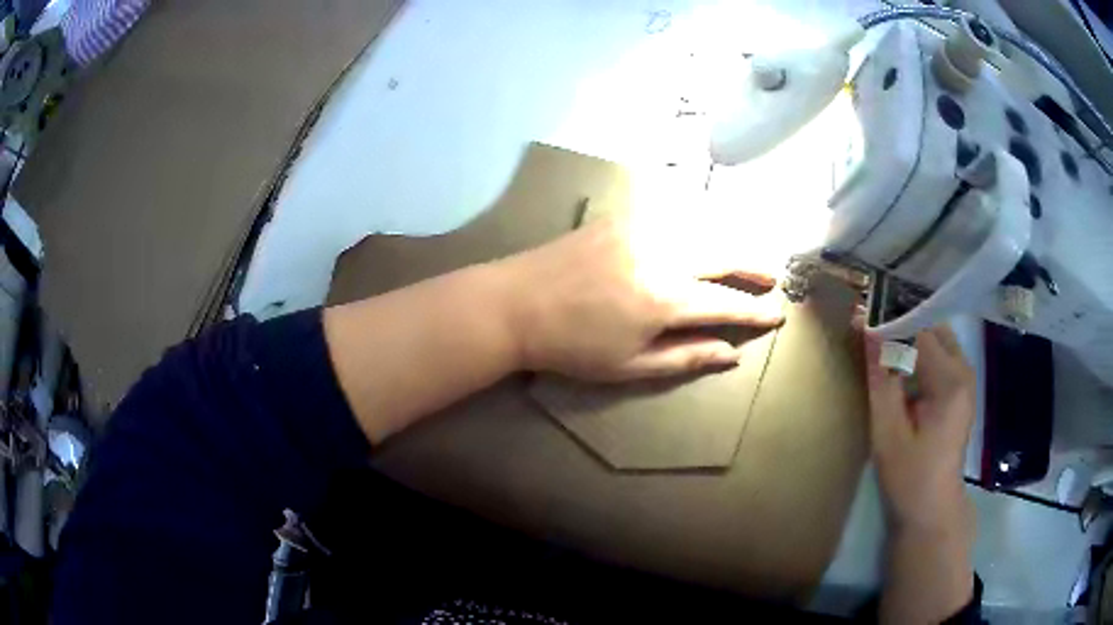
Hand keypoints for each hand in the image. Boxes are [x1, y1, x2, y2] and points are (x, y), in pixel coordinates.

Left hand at [495, 218, 783, 381]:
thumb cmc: (571, 346)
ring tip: (746, 252)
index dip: (756, 311)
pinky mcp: (620, 217)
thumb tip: (730, 354)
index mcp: (665, 299)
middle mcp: (662, 256)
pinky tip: (702, 227)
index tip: (778, 313)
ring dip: (729, 239)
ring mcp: (640, 230)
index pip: (727, 304)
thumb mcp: (629, 366)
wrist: (515, 304)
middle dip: (753, 265)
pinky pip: (670, 213)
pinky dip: (695, 220)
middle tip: (772, 275)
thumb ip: (685, 357)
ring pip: (701, 226)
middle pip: (723, 254)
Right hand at [865, 326, 975, 536]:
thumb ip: (881, 378)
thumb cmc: (909, 477)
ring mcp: (966, 377)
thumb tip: (867, 328)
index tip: (860, 319)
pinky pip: (940, 353)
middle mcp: (964, 370)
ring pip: (936, 336)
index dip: (889, 321)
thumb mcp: (887, 433)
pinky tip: (899, 365)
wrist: (933, 507)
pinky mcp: (962, 386)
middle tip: (870, 331)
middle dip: (901, 323)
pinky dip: (918, 350)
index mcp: (949, 382)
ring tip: (882, 346)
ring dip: (910, 336)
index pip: (919, 330)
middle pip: (931, 325)